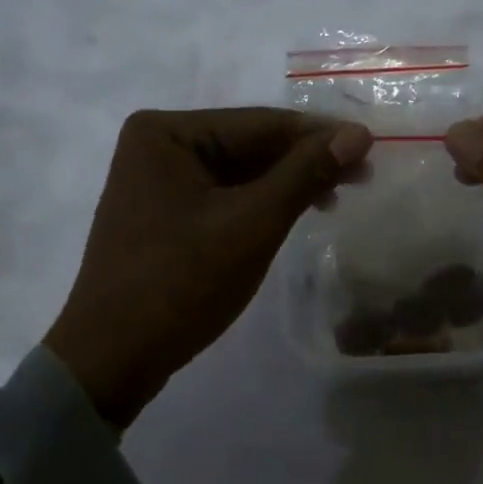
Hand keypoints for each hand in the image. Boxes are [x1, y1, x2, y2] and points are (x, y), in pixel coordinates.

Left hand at [46, 108, 372, 428]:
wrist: (111, 360)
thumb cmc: (180, 284)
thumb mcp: (252, 224)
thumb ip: (305, 173)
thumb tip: (358, 134)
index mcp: (167, 131)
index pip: (260, 123)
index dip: (319, 135)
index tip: (371, 146)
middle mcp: (158, 144)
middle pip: (250, 144)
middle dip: (305, 161)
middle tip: (363, 176)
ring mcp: (159, 180)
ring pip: (241, 171)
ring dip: (288, 183)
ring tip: (336, 197)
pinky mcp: (165, 212)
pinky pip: (225, 194)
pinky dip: (263, 202)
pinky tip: (296, 211)